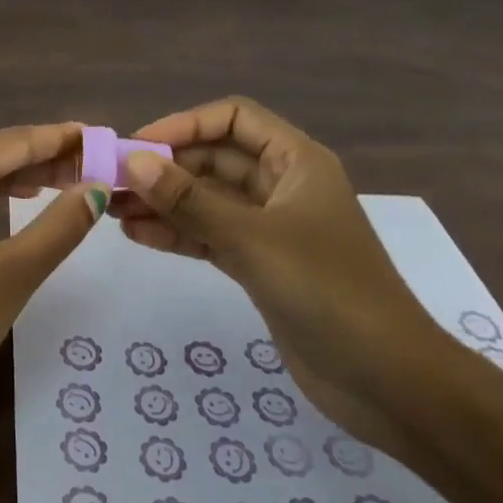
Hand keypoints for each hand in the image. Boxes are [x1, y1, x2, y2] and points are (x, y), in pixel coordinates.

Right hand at [110, 97, 446, 451]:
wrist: (390, 383)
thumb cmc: (328, 292)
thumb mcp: (253, 239)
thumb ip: (190, 201)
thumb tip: (134, 162)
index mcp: (296, 161)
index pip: (232, 119)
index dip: (184, 125)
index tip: (138, 146)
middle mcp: (282, 185)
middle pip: (214, 159)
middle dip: (165, 168)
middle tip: (113, 183)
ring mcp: (270, 227)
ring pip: (207, 199)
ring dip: (164, 201)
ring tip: (113, 210)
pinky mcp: (260, 264)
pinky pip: (210, 235)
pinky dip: (177, 233)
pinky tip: (138, 236)